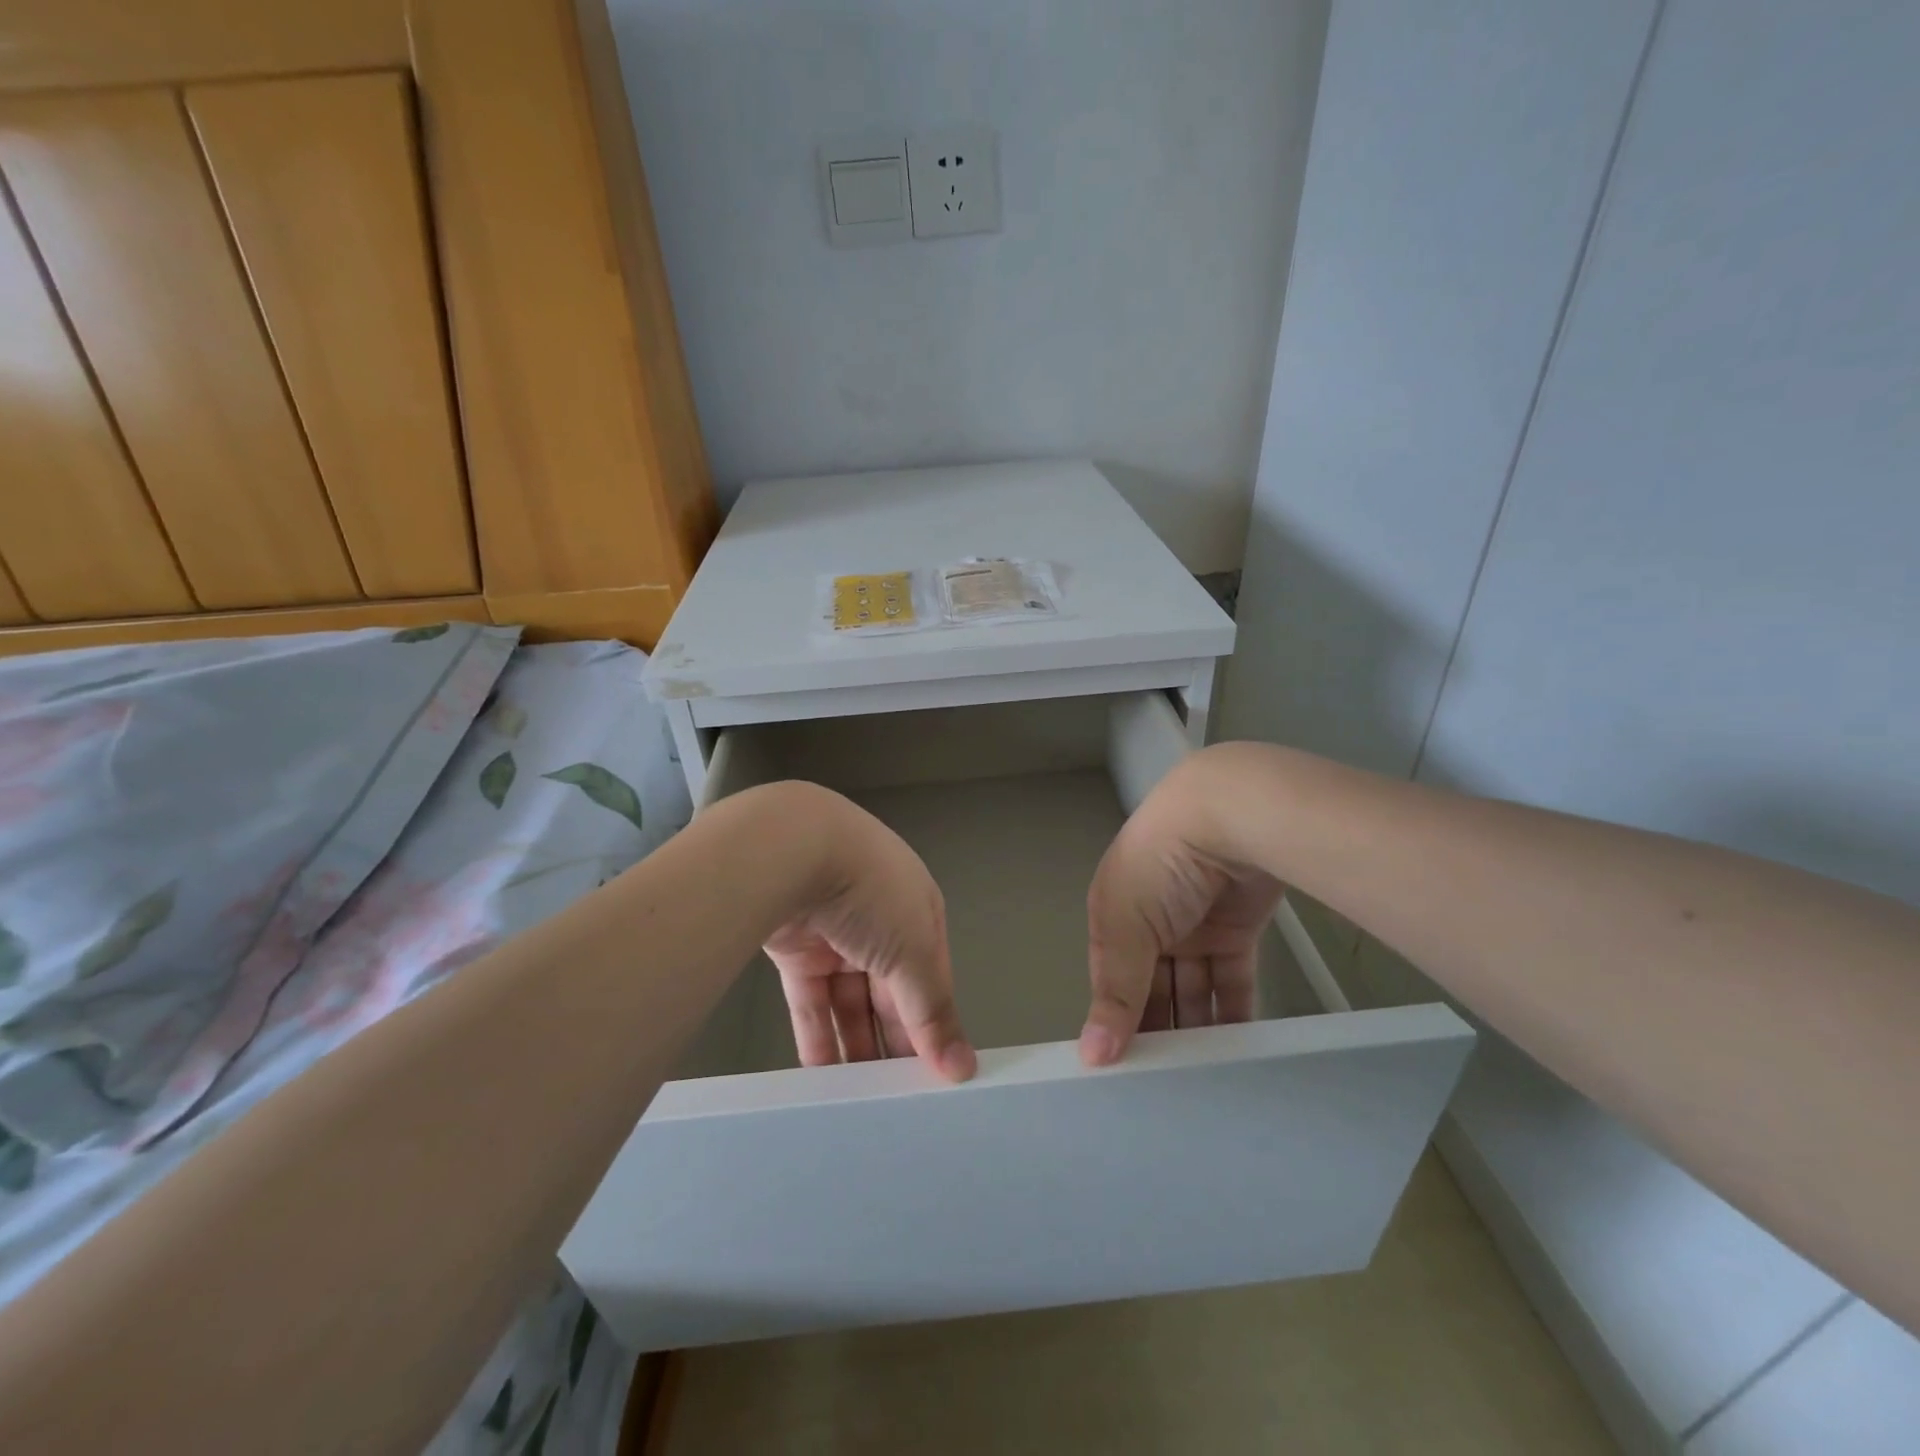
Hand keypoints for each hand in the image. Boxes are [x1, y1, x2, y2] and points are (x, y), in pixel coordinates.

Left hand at [764, 788, 975, 1081]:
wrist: (791, 849)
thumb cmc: (871, 893)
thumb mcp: (916, 949)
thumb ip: (934, 1010)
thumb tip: (963, 1068)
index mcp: (918, 912)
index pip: (931, 979)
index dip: (933, 1026)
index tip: (934, 1079)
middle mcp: (879, 922)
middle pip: (891, 994)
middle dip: (894, 1041)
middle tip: (896, 1102)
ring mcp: (835, 935)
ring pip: (850, 1002)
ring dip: (856, 1047)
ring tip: (860, 1103)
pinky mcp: (795, 948)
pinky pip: (811, 1002)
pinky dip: (818, 1037)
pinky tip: (823, 1081)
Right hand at [1081, 750, 1284, 1064]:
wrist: (1230, 814)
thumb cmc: (1159, 865)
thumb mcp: (1123, 924)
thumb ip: (1115, 990)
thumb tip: (1093, 1056)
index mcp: (1113, 915)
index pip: (1112, 979)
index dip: (1116, 1021)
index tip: (1123, 1074)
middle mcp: (1151, 923)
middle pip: (1152, 988)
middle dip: (1157, 1030)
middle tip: (1165, 1091)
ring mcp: (1196, 927)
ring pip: (1192, 989)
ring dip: (1195, 1029)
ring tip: (1202, 1084)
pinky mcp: (1237, 932)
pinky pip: (1231, 982)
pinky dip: (1232, 1014)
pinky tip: (1233, 1055)